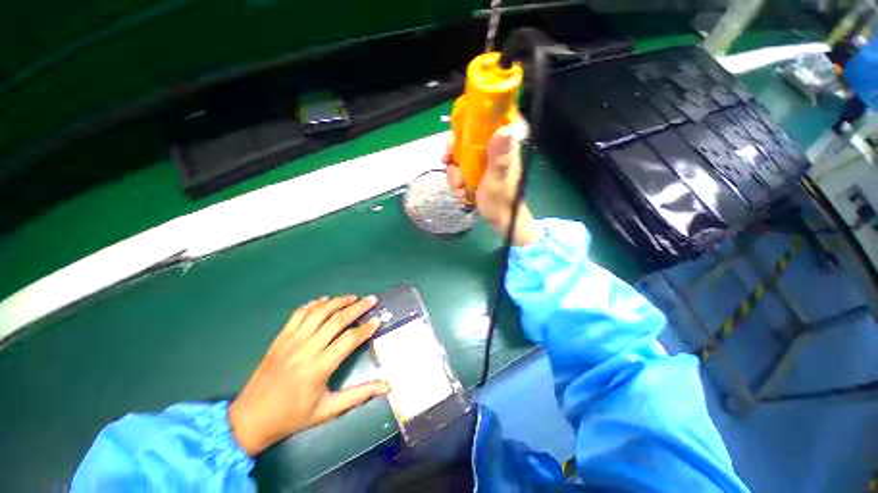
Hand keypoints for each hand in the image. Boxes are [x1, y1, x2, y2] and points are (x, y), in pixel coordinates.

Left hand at [228, 295, 387, 455]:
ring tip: (353, 297)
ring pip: (318, 313)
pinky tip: (325, 300)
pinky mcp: (280, 338)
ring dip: (337, 302)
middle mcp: (305, 350)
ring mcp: (291, 341)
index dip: (366, 328)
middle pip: (336, 320)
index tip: (378, 321)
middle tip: (371, 300)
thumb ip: (358, 395)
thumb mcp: (328, 411)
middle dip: (357, 307)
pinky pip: (298, 314)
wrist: (250, 420)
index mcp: (318, 369)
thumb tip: (387, 387)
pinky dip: (314, 304)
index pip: (349, 340)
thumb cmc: (292, 417)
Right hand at [444, 119, 542, 246]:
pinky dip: (457, 180)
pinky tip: (460, 192)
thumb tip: (505, 128)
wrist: (500, 222)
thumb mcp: (497, 180)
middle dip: (455, 153)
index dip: (474, 119)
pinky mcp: (479, 173)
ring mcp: (485, 163)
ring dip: (455, 172)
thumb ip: (499, 158)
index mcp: (503, 147)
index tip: (458, 131)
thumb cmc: (501, 203)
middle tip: (449, 165)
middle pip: (469, 137)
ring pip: (462, 156)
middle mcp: (493, 151)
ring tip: (458, 188)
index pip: (492, 119)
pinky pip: (461, 169)